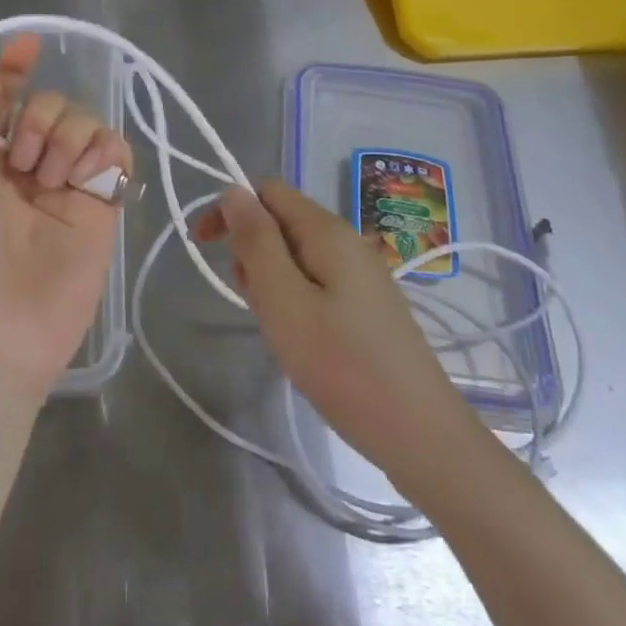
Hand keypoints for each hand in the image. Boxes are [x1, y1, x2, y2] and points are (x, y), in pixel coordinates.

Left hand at [0, 33, 131, 400]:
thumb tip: (5, 54)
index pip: (10, 96)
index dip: (18, 68)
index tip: (30, 47)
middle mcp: (29, 163)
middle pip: (52, 104)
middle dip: (38, 120)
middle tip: (22, 164)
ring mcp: (69, 184)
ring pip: (86, 122)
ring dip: (67, 138)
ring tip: (51, 182)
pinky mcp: (103, 204)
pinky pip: (116, 151)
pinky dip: (103, 151)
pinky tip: (84, 178)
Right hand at [194, 181, 460, 477]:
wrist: (420, 434)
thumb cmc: (342, 365)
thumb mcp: (283, 300)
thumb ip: (256, 240)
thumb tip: (232, 190)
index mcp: (326, 230)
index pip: (266, 190)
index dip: (231, 209)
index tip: (204, 247)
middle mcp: (346, 240)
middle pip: (280, 222)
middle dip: (252, 253)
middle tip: (256, 304)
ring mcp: (360, 273)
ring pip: (294, 256)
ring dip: (271, 282)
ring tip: (280, 330)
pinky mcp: (366, 304)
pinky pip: (315, 282)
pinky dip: (294, 301)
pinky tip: (302, 341)